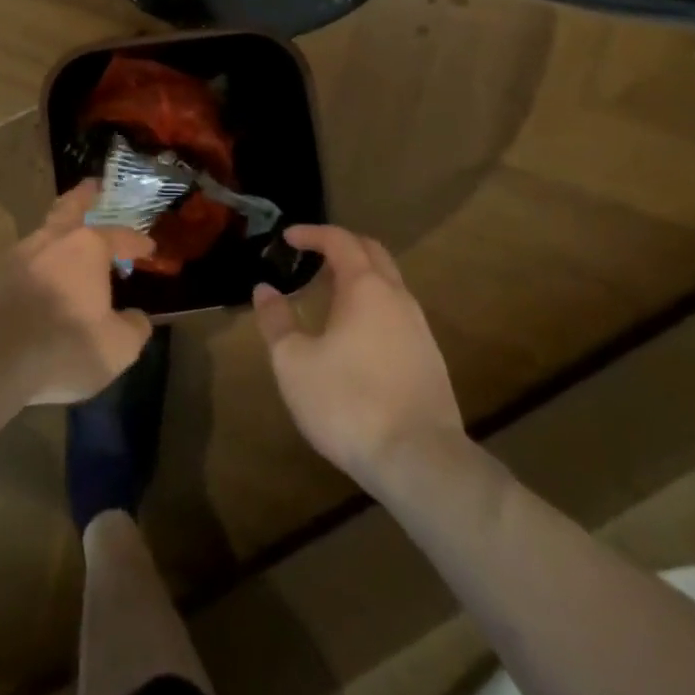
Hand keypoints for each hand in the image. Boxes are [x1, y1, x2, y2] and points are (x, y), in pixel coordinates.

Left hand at [0, 182, 155, 406]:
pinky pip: (23, 262)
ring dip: (58, 234)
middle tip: (93, 186)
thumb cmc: (63, 347)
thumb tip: (138, 318)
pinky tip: (39, 282)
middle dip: (85, 196)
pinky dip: (37, 265)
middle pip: (71, 207)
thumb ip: (134, 328)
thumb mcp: (116, 347)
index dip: (137, 242)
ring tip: (68, 245)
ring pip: (44, 234)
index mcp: (87, 248)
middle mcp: (52, 240)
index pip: (120, 236)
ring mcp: (18, 255)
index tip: (149, 247)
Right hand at [253, 226, 464, 493]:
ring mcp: (419, 329)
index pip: (340, 240)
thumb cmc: (348, 402)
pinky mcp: (430, 359)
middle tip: (312, 255)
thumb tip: (264, 290)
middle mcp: (397, 298)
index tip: (288, 238)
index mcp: (365, 288)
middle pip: (372, 253)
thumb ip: (277, 321)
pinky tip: (356, 335)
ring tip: (328, 294)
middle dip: (342, 246)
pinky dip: (373, 306)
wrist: (420, 461)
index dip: (312, 233)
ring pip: (389, 284)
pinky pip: (398, 313)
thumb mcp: (294, 362)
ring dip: (359, 277)